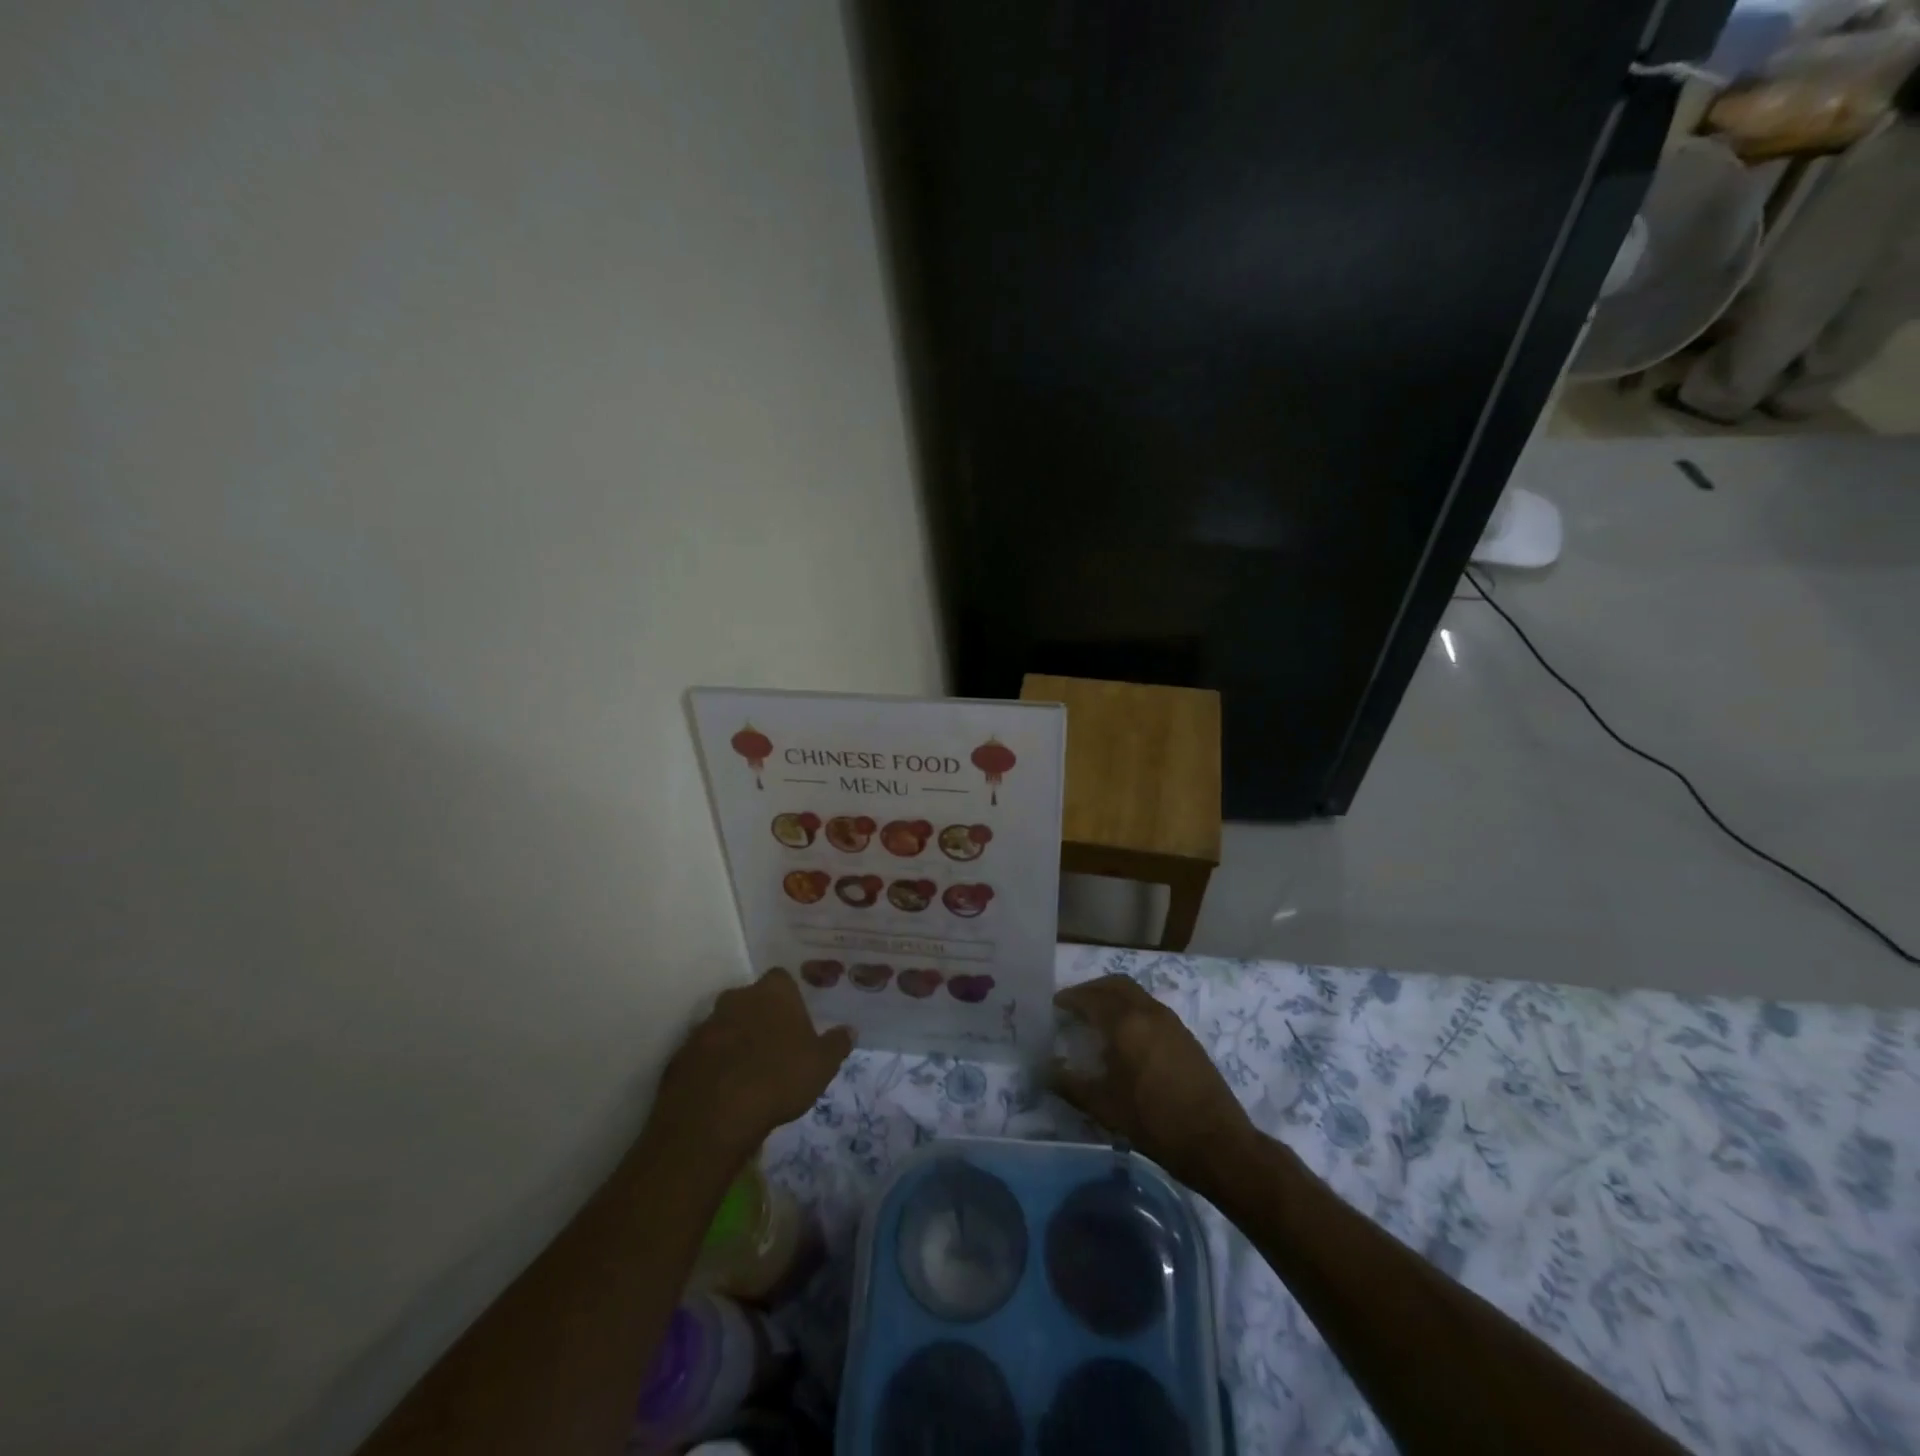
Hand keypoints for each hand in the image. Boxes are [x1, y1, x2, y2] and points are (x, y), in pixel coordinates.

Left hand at [650, 968, 853, 1166]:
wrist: (715, 1115)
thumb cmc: (779, 1078)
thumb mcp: (822, 1065)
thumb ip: (837, 1044)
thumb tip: (850, 1030)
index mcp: (773, 992)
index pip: (782, 979)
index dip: (789, 997)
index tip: (796, 1019)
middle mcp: (737, 997)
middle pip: (751, 999)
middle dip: (760, 1016)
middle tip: (774, 1045)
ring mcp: (706, 1024)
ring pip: (725, 1024)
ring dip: (735, 1039)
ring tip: (749, 1071)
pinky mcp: (682, 1053)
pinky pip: (704, 1051)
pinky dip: (713, 1063)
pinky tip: (724, 1088)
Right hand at [1050, 975, 1256, 1191]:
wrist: (1216, 1142)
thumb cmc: (1154, 1122)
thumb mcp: (1104, 1107)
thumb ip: (1071, 1085)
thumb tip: (1046, 1070)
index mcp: (1126, 1023)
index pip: (1091, 998)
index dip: (1070, 998)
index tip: (1055, 1005)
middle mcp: (1149, 1012)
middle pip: (1115, 984)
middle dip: (1092, 989)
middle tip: (1074, 1004)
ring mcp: (1171, 1021)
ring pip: (1136, 993)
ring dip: (1113, 997)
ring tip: (1097, 1019)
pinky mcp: (1185, 1035)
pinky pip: (1150, 1007)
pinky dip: (1131, 1008)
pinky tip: (1125, 1036)